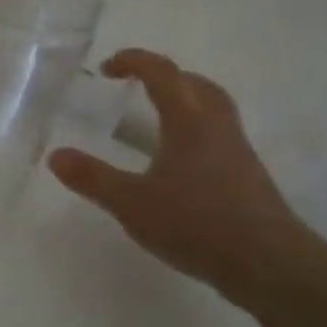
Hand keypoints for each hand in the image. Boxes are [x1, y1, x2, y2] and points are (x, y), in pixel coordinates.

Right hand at [48, 49, 316, 308]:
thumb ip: (92, 178)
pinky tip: (177, 163)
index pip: (162, 73)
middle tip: (135, 86)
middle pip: (195, 84)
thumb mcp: (132, 203)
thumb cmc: (197, 223)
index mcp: (189, 120)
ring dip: (184, 102)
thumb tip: (56, 155)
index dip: (134, 61)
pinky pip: (218, 136)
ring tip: (155, 119)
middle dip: (164, 77)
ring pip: (212, 109)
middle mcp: (217, 126)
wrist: (271, 265)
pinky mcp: (247, 177)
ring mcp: (237, 152)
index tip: (108, 67)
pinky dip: (194, 132)